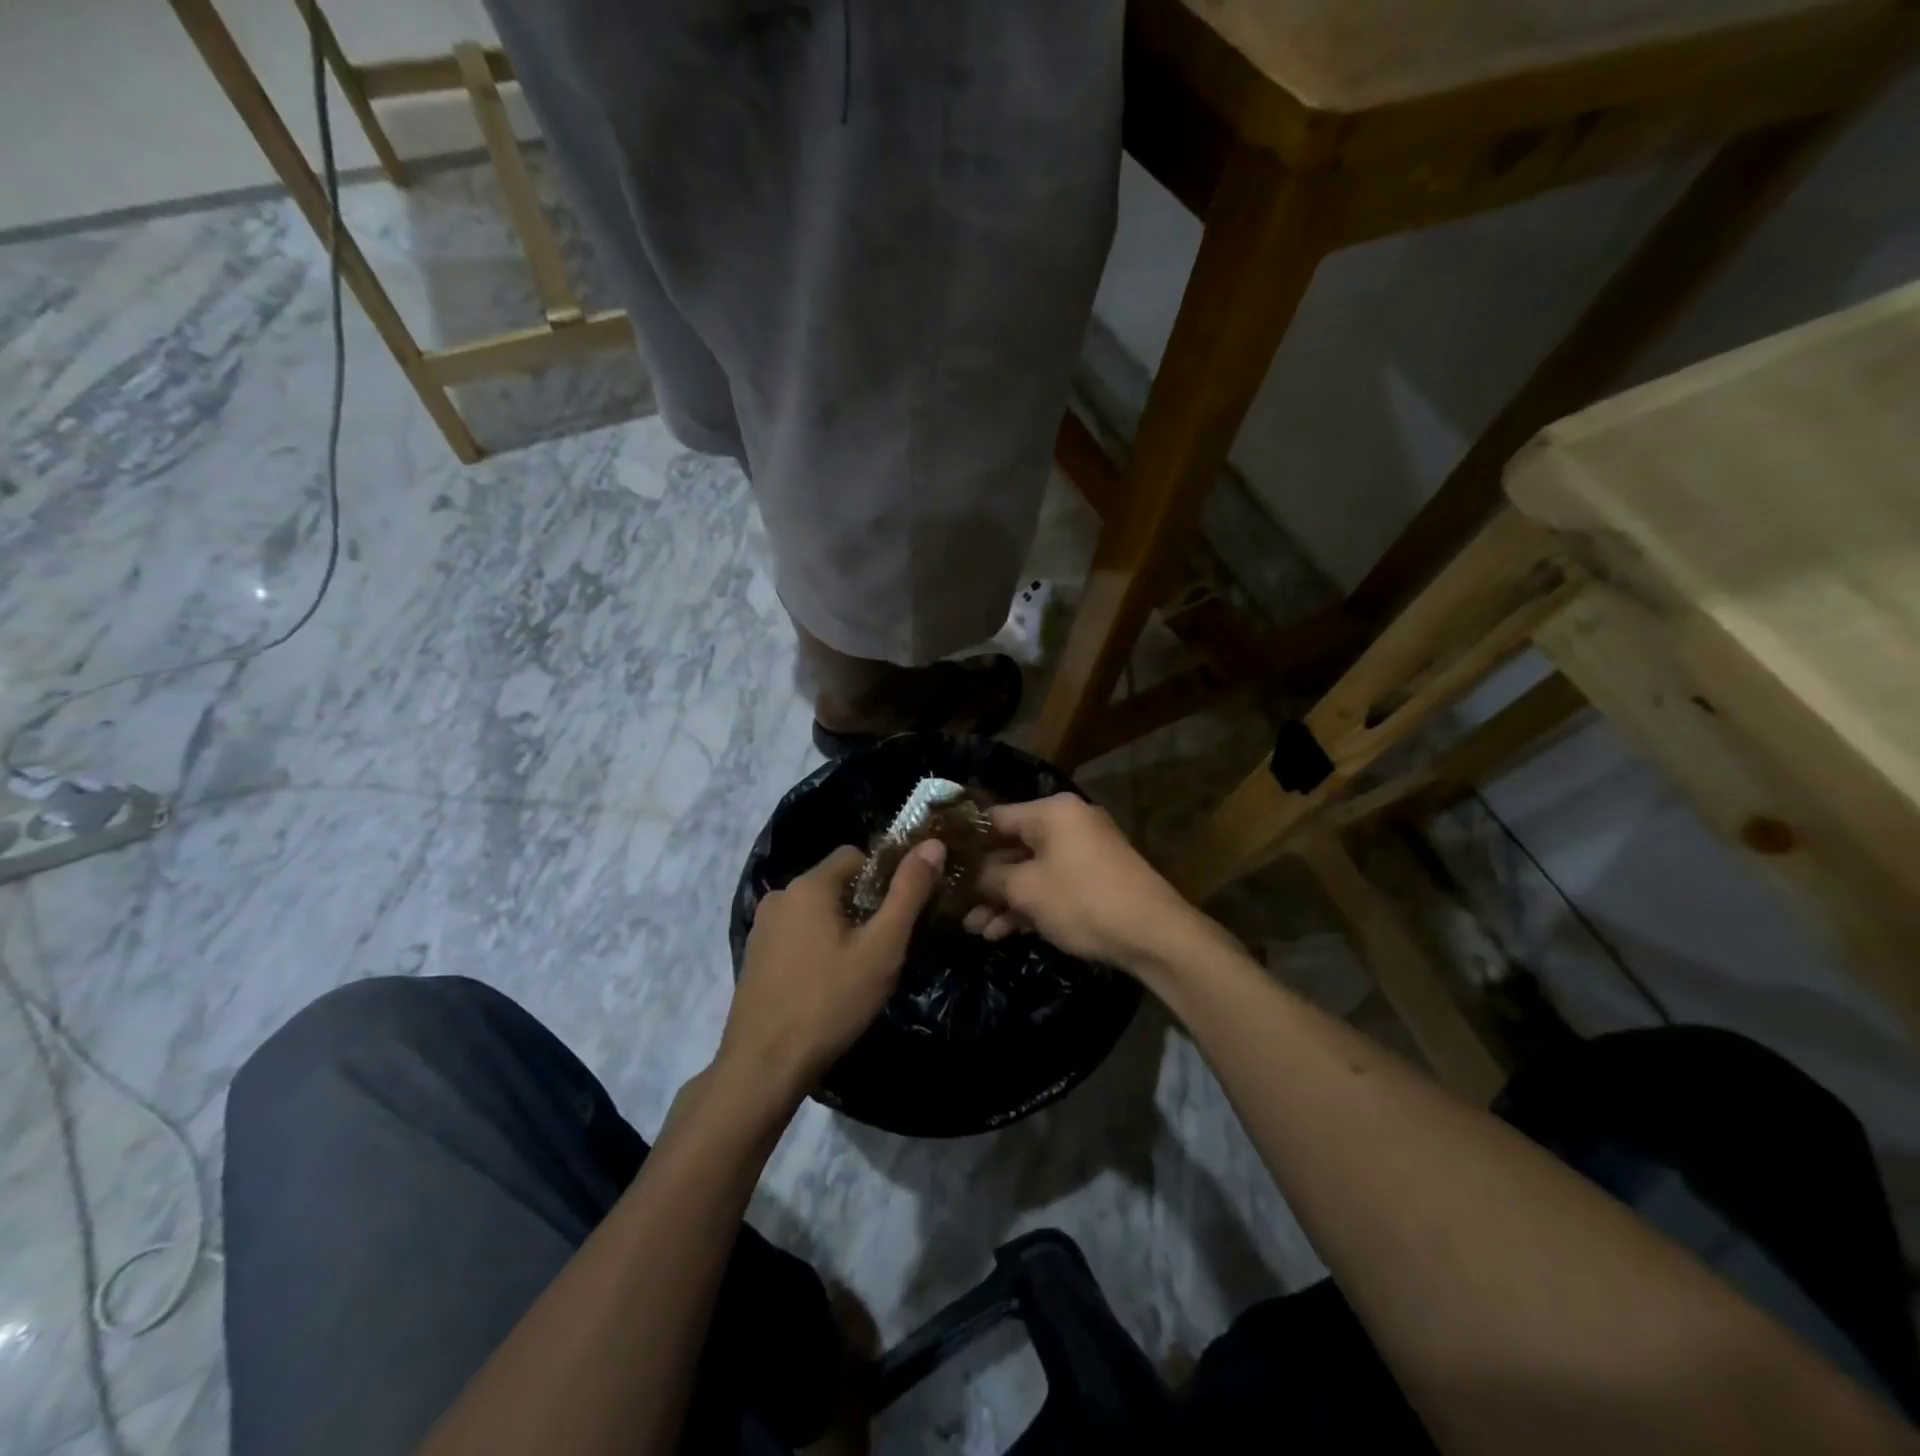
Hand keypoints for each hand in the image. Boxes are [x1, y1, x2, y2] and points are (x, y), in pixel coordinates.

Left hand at [720, 838, 945, 1101]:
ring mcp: (762, 928)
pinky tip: (828, 984)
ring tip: (859, 970)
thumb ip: (909, 892)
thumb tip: (933, 844)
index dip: (884, 877)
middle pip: (834, 883)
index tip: (900, 913)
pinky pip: (796, 935)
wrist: (763, 1066)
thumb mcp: (882, 947)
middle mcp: (780, 896)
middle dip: (864, 907)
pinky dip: (817, 947)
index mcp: (808, 885)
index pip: (855, 855)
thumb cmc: (830, 1001)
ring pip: (815, 911)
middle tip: (885, 947)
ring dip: (840, 929)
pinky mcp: (754, 957)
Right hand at [963, 794, 1208, 975]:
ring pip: (1031, 872)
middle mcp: (1068, 824)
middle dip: (983, 881)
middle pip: (1012, 847)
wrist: (1153, 934)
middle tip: (955, 904)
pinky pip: (1051, 886)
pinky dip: (1029, 905)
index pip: (996, 818)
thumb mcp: (1026, 890)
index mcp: (1052, 812)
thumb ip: (990, 878)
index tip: (941, 862)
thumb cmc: (1082, 900)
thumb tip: (969, 875)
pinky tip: (1001, 932)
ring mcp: (1083, 853)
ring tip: (974, 929)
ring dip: (1002, 899)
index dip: (967, 841)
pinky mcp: (1093, 881)